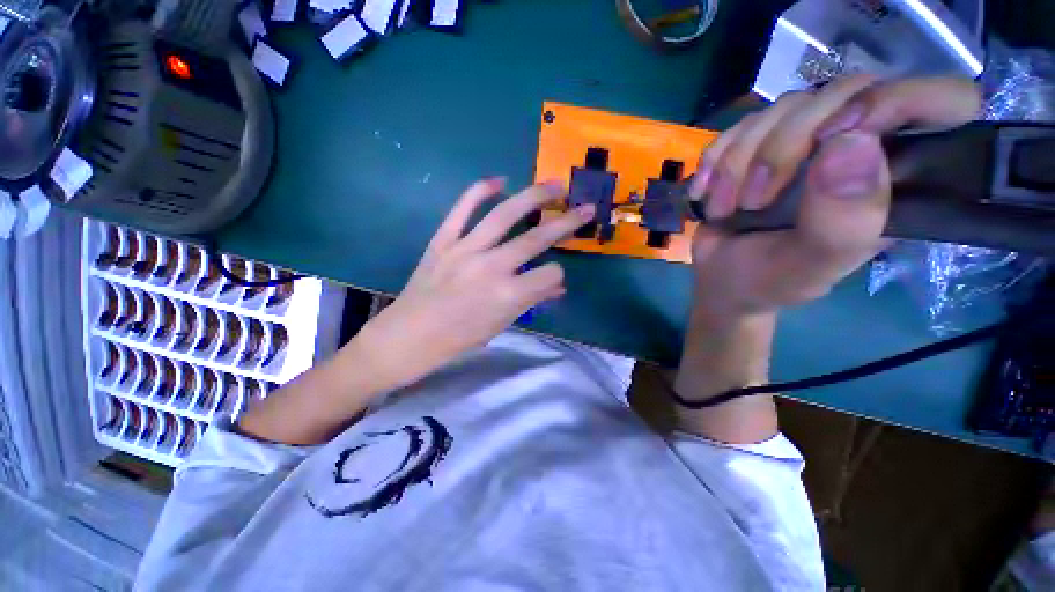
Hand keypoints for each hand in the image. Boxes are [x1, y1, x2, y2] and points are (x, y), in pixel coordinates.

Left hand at [360, 178, 593, 387]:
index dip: (557, 274)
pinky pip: (462, 208)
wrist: (409, 335)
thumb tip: (558, 286)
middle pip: (537, 238)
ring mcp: (465, 249)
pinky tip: (500, 180)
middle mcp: (492, 267)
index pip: (549, 274)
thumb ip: (532, 301)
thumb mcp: (501, 325)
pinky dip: (481, 190)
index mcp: (508, 295)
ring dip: (534, 197)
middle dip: (567, 222)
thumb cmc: (459, 338)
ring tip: (555, 185)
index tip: (553, 276)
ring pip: (506, 215)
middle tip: (585, 208)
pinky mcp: (443, 240)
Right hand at [686, 75, 981, 317]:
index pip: (939, 101)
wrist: (721, 280)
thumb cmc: (769, 281)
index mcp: (896, 179)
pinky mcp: (761, 144)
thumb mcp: (809, 267)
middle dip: (782, 147)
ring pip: (782, 108)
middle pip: (841, 93)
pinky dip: (715, 161)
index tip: (834, 141)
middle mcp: (860, 147)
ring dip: (738, 163)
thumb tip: (851, 142)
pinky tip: (706, 193)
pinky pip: (739, 125)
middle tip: (754, 200)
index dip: (895, 102)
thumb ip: (843, 222)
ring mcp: (805, 142)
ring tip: (725, 209)